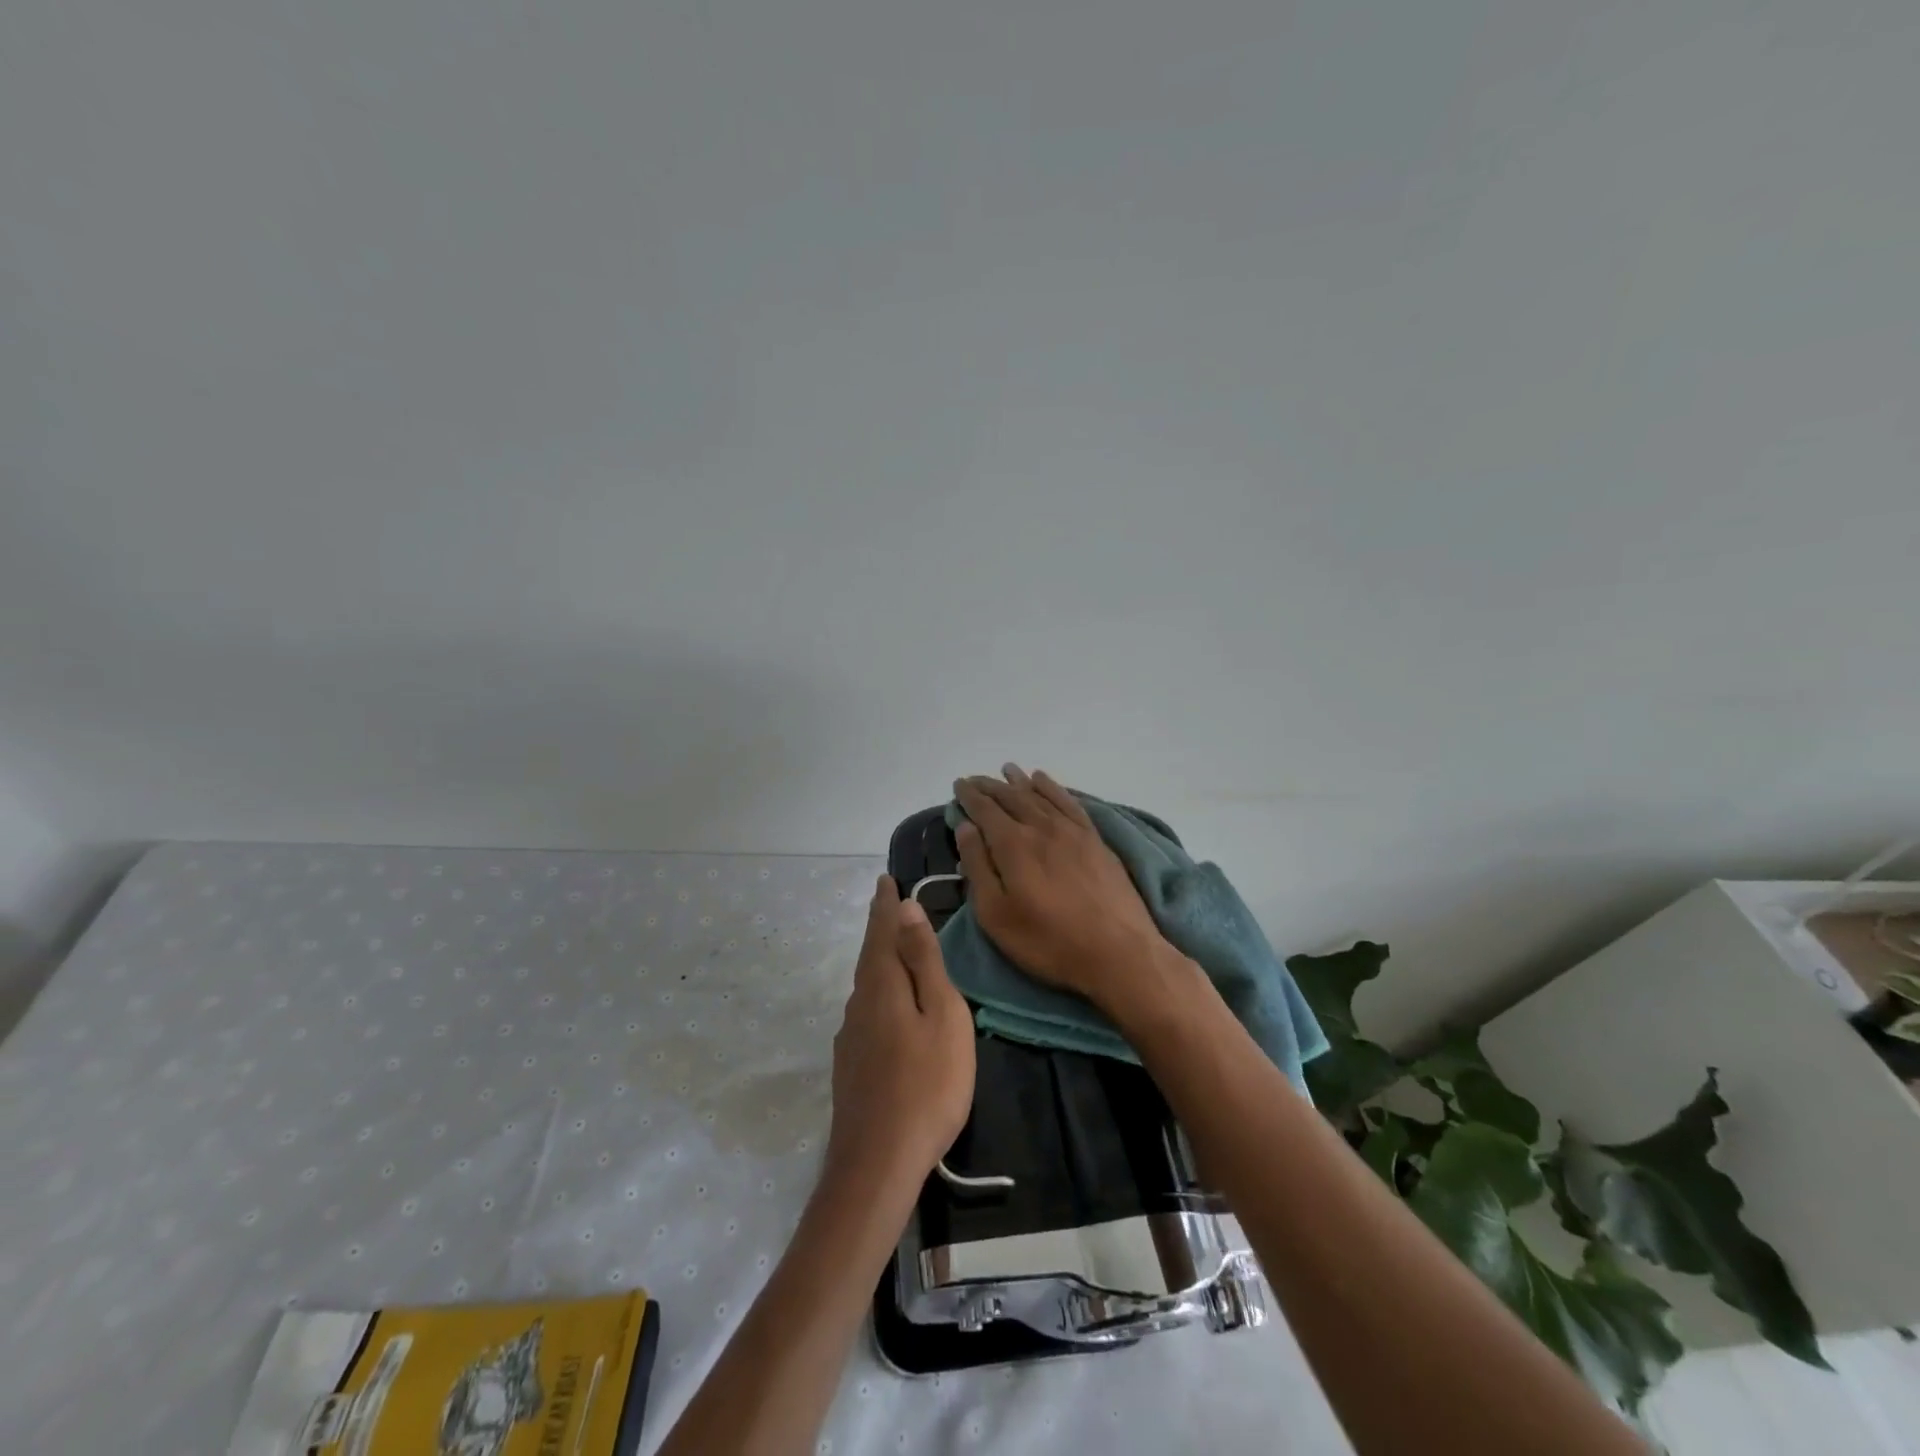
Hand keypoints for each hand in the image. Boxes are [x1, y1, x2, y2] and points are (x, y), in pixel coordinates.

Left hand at [824, 875, 975, 1195]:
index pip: (882, 931)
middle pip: (870, 954)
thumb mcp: (941, 1015)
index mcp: (882, 985)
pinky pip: (866, 1009)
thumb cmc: (927, 1084)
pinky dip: (877, 989)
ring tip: (890, 944)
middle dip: (879, 926)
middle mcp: (859, 1003)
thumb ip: (924, 962)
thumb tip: (907, 909)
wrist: (878, 1163)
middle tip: (885, 901)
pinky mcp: (851, 1064)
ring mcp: (850, 1036)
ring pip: (866, 983)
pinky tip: (885, 1004)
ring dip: (878, 957)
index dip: (885, 905)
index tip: (886, 879)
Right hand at [953, 765, 1185, 1022]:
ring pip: (1039, 794)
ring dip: (1019, 781)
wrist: (1117, 951)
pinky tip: (1044, 781)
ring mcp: (1071, 830)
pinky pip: (1068, 801)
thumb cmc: (1047, 940)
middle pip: (1010, 797)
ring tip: (1007, 770)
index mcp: (1012, 844)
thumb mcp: (996, 914)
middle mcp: (1041, 826)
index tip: (958, 785)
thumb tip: (967, 828)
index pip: (984, 810)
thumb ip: (978, 867)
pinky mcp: (1094, 839)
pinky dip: (1053, 787)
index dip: (969, 796)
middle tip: (974, 779)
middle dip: (989, 786)